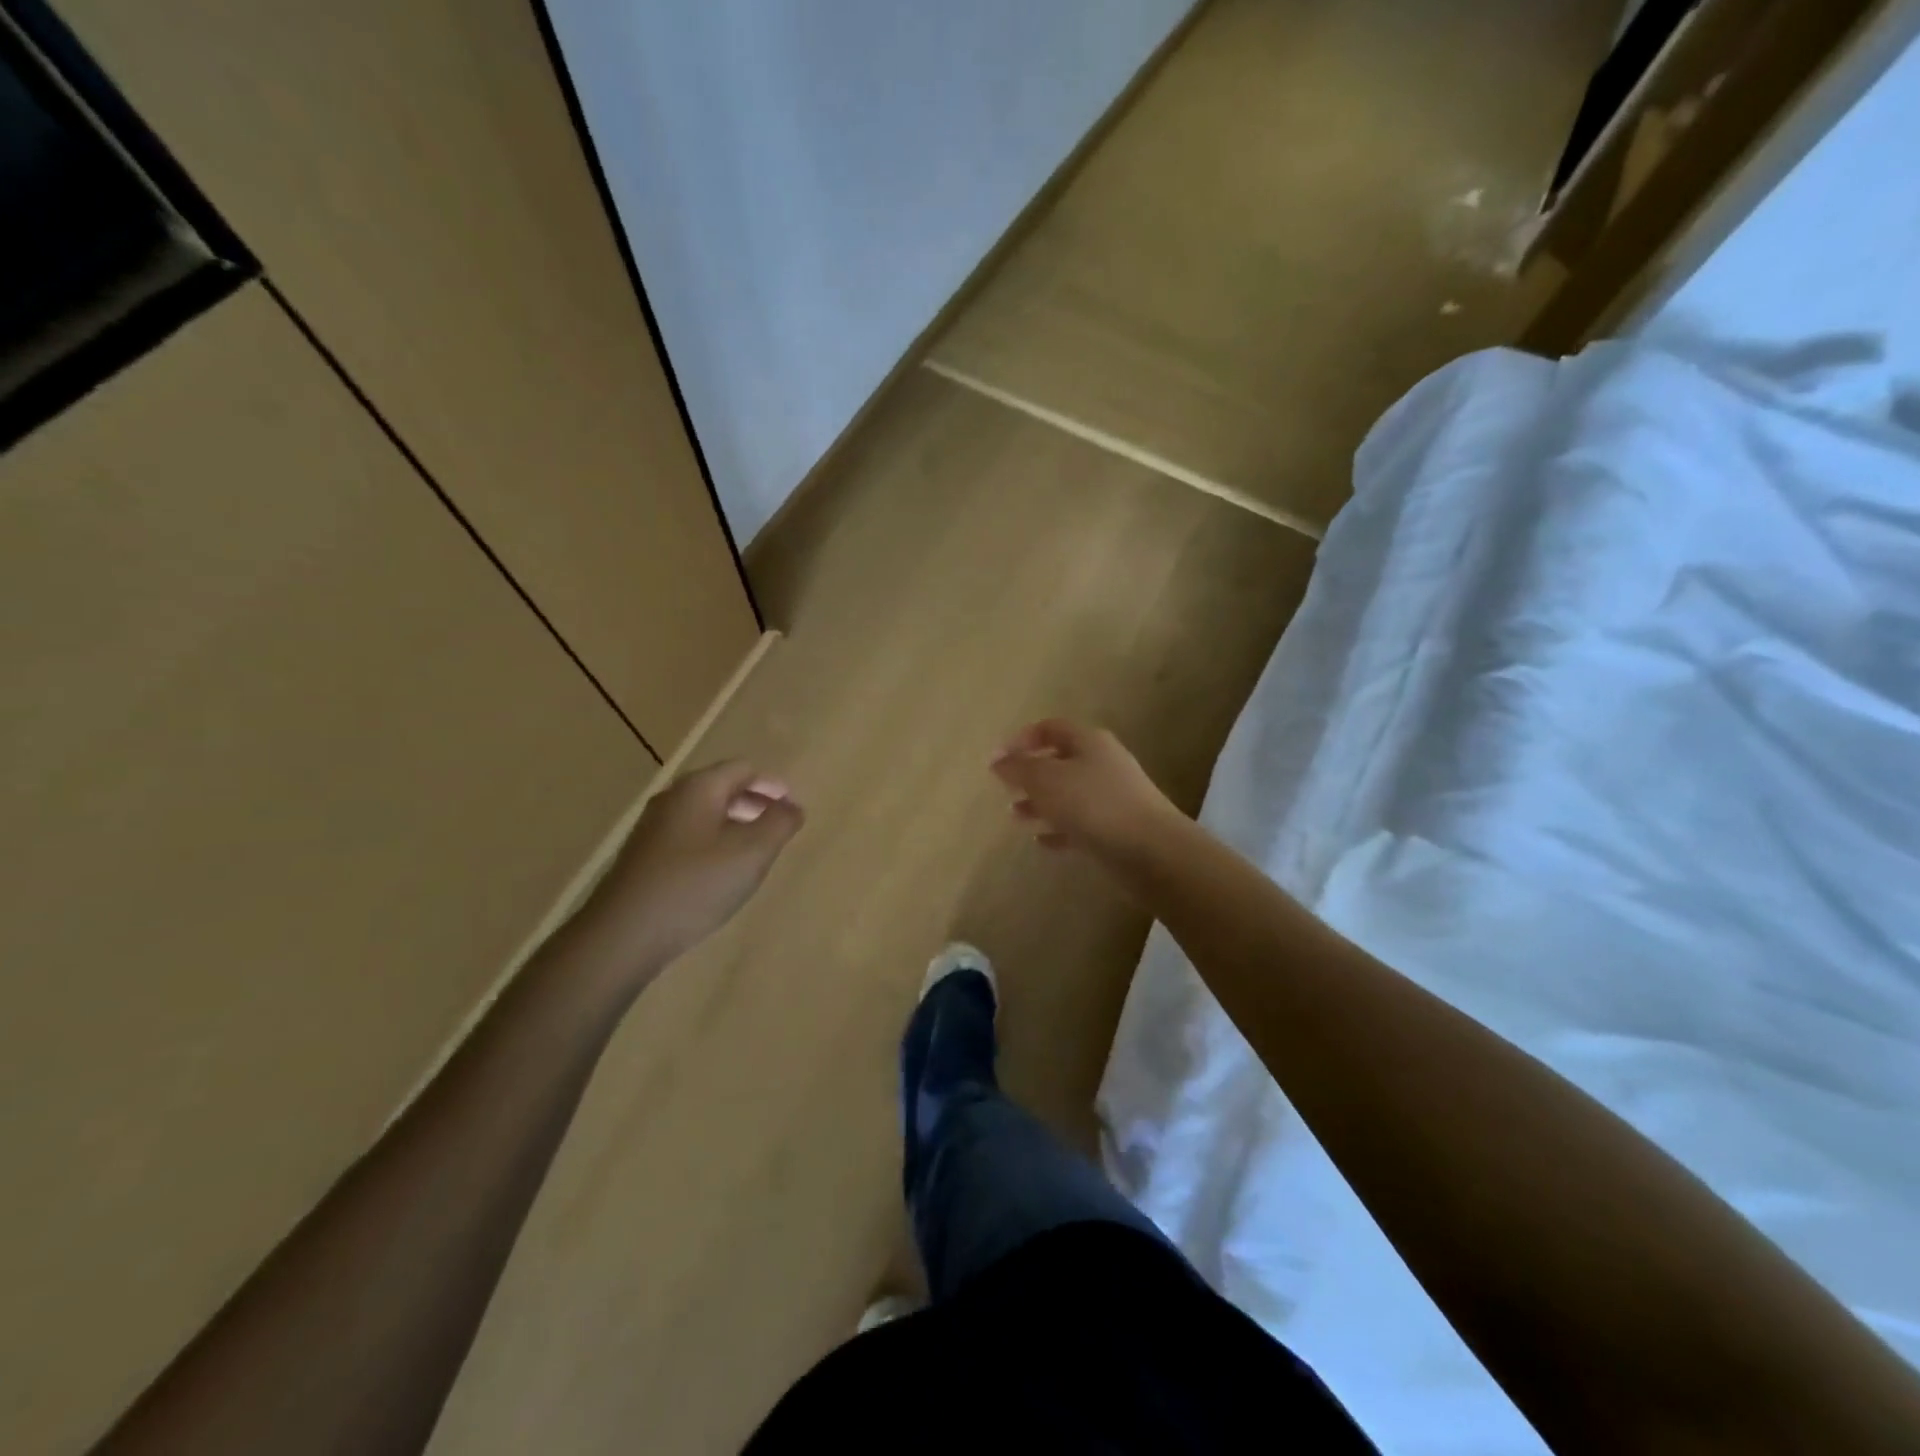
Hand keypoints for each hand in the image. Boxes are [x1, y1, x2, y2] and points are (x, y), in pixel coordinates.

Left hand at [580, 760, 803, 970]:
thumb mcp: (752, 852)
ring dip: (734, 825)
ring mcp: (653, 828)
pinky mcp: (643, 856)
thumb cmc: (696, 884)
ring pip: (704, 814)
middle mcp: (672, 798)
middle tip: (778, 828)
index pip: (743, 768)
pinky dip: (712, 843)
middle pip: (721, 788)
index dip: (772, 785)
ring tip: (754, 853)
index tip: (792, 809)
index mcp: (699, 788)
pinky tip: (720, 874)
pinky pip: (688, 836)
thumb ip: (779, 823)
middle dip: (754, 803)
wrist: (623, 934)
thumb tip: (792, 807)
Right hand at [990, 720, 1182, 862]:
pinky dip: (1059, 830)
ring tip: (1016, 816)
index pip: (1050, 728)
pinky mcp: (1117, 828)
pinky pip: (1081, 824)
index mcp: (1088, 741)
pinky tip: (1042, 842)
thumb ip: (1018, 768)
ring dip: (1041, 803)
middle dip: (1030, 774)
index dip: (1022, 739)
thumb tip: (996, 759)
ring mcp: (1112, 796)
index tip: (998, 761)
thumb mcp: (1046, 780)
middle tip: (1005, 789)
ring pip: (1069, 794)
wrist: (1150, 850)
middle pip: (1060, 761)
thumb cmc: (1093, 805)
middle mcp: (1102, 763)